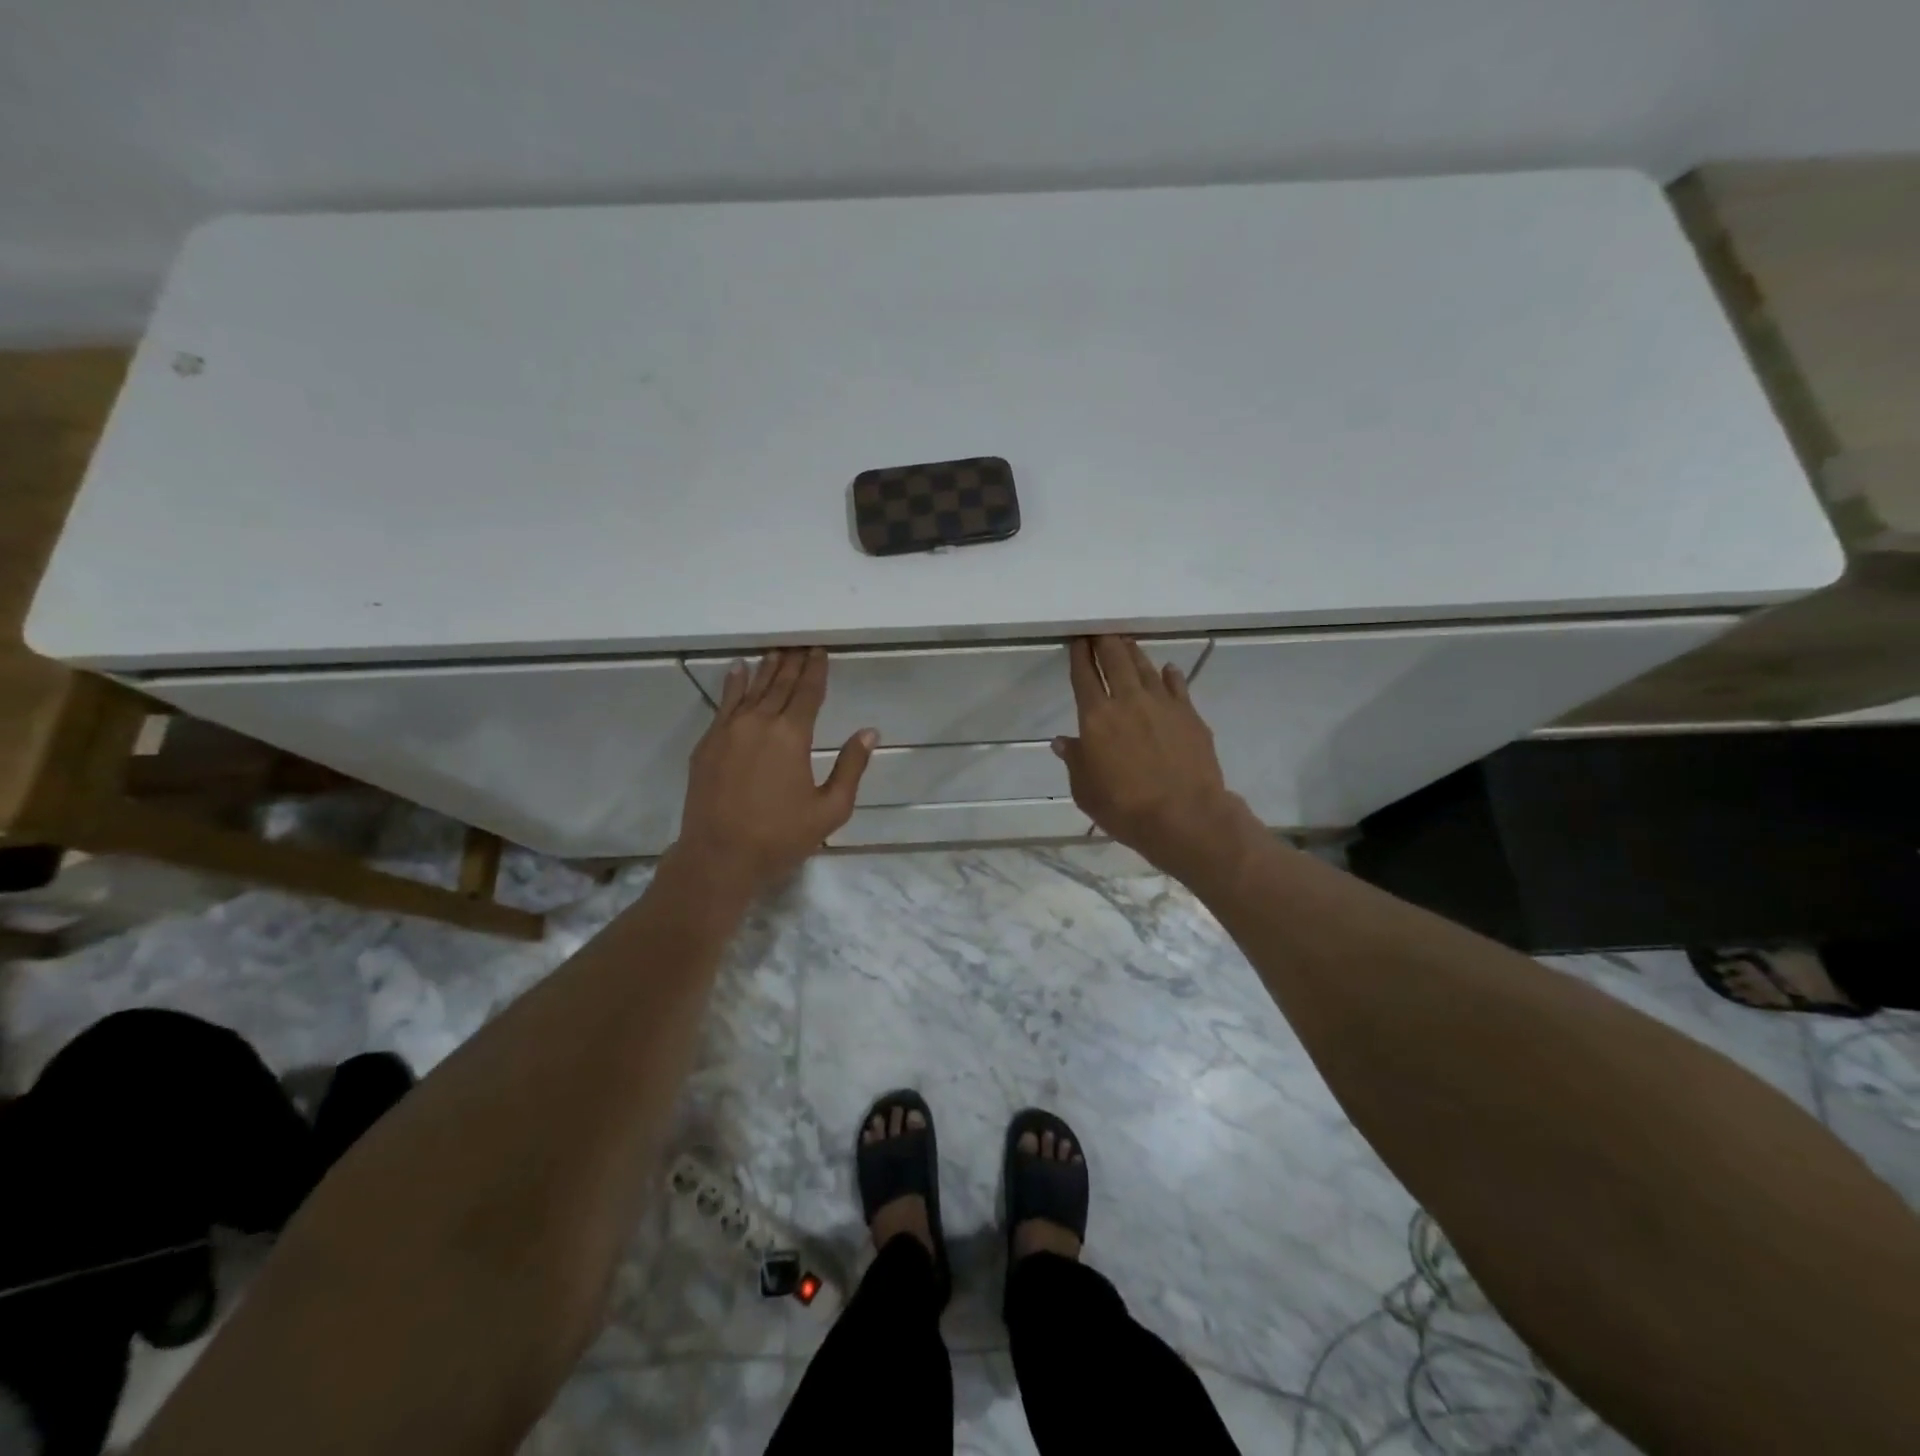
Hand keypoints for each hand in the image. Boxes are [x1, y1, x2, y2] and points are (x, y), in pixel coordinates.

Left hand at [673, 649, 875, 897]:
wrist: (718, 857)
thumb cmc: (780, 837)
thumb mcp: (830, 809)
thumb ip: (851, 767)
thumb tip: (869, 732)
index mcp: (792, 735)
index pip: (807, 692)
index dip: (816, 670)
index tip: (820, 651)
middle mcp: (759, 722)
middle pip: (779, 684)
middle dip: (792, 662)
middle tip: (800, 644)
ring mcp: (728, 730)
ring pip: (751, 689)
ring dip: (766, 668)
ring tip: (776, 650)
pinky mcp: (708, 743)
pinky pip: (724, 703)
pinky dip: (733, 684)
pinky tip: (738, 669)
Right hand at [1055, 636, 1254, 883]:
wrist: (1184, 816)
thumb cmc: (1124, 808)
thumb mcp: (1085, 790)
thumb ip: (1075, 761)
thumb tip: (1064, 741)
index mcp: (1096, 718)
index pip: (1084, 676)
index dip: (1080, 655)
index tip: (1078, 640)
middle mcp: (1128, 701)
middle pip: (1115, 660)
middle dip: (1105, 642)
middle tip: (1101, 632)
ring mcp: (1162, 705)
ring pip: (1145, 667)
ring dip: (1133, 653)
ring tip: (1126, 643)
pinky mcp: (1189, 715)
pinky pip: (1177, 685)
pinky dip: (1169, 675)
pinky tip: (1166, 669)